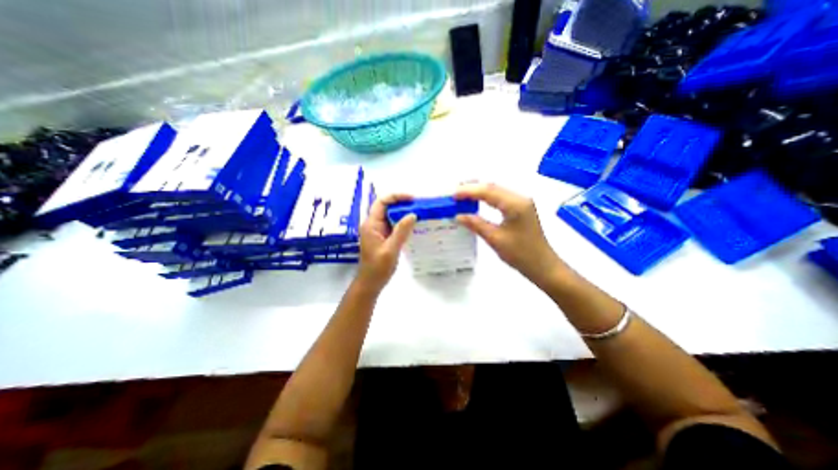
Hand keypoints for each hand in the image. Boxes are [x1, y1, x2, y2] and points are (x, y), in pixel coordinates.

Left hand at [356, 192, 414, 291]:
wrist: (371, 283)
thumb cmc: (378, 268)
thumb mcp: (391, 249)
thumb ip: (401, 231)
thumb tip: (412, 215)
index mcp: (371, 224)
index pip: (382, 202)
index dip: (396, 197)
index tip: (412, 199)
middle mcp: (373, 224)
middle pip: (386, 207)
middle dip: (402, 203)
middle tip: (418, 206)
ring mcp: (378, 231)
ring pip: (390, 215)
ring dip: (403, 212)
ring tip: (418, 213)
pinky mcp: (383, 237)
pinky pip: (393, 225)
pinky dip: (402, 222)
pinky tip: (413, 225)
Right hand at [456, 182, 564, 286]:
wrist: (543, 265)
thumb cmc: (520, 254)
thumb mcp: (495, 239)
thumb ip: (476, 224)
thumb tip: (459, 215)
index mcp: (515, 204)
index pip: (488, 191)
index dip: (468, 191)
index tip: (453, 195)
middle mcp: (519, 198)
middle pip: (492, 187)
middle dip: (472, 188)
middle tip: (455, 194)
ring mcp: (521, 202)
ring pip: (496, 191)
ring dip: (479, 192)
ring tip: (462, 196)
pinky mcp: (520, 208)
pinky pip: (500, 198)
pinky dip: (486, 198)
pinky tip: (477, 202)